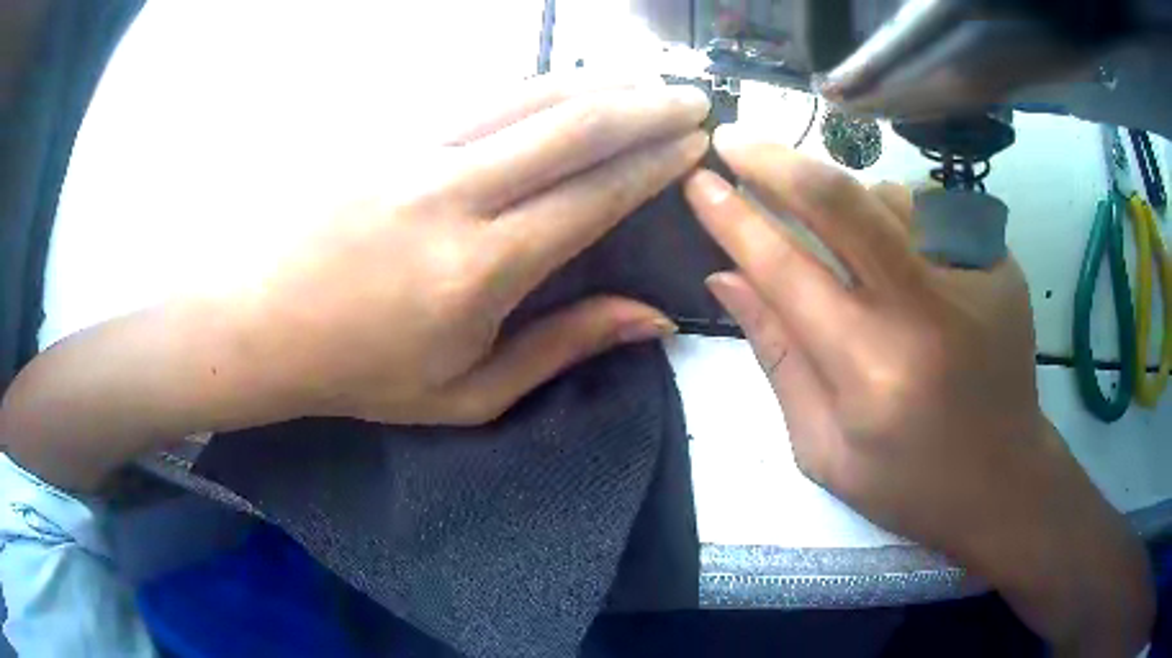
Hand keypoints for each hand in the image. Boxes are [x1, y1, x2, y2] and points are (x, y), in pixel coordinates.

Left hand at [0, 73, 709, 489]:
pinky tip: (564, 86)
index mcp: (480, 269)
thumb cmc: (358, 371)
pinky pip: (480, 96)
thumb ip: (563, 348)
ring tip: (644, 83)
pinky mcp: (388, 133)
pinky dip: (537, 86)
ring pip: (529, 96)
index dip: (654, 164)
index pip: (594, 195)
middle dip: (647, 106)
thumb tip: (653, 319)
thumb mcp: (467, 393)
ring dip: (598, 84)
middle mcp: (456, 193)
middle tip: (692, 99)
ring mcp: (416, 150)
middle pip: (574, 126)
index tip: (694, 144)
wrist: (255, 321)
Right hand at [683, 125, 1152, 654]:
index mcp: (871, 372)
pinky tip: (900, 261)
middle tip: (733, 140)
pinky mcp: (999, 264)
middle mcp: (925, 311)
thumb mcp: (822, 447)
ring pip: (885, 196)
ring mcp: (972, 277)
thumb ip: (777, 357)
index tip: (699, 182)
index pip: (785, 270)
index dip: (734, 219)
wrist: (1004, 480)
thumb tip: (726, 279)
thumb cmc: (908, 484)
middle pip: (840, 200)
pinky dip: (896, 222)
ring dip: (843, 200)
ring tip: (839, 239)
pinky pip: (928, 215)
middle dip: (775, 161)